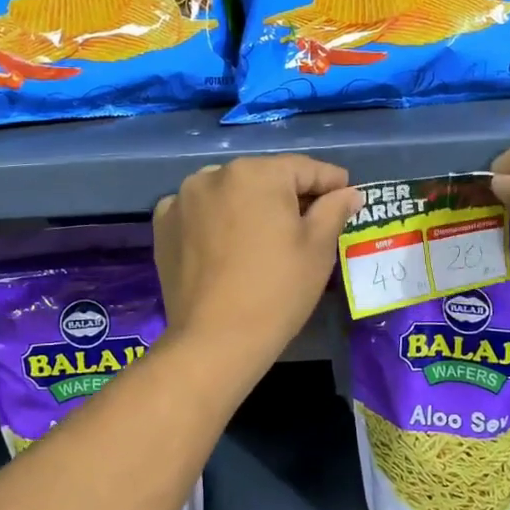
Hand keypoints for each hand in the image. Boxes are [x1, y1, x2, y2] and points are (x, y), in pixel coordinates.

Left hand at [153, 155, 361, 369]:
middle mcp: (214, 174)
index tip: (346, 193)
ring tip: (263, 234)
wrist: (215, 340)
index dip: (330, 181)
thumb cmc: (277, 291)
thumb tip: (347, 192)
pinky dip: (214, 220)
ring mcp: (182, 198)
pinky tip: (225, 244)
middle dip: (287, 195)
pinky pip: (198, 211)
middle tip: (309, 220)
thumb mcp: (318, 249)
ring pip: (228, 192)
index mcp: (257, 173)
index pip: (303, 168)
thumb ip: (334, 210)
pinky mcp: (162, 225)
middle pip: (263, 178)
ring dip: (248, 205)